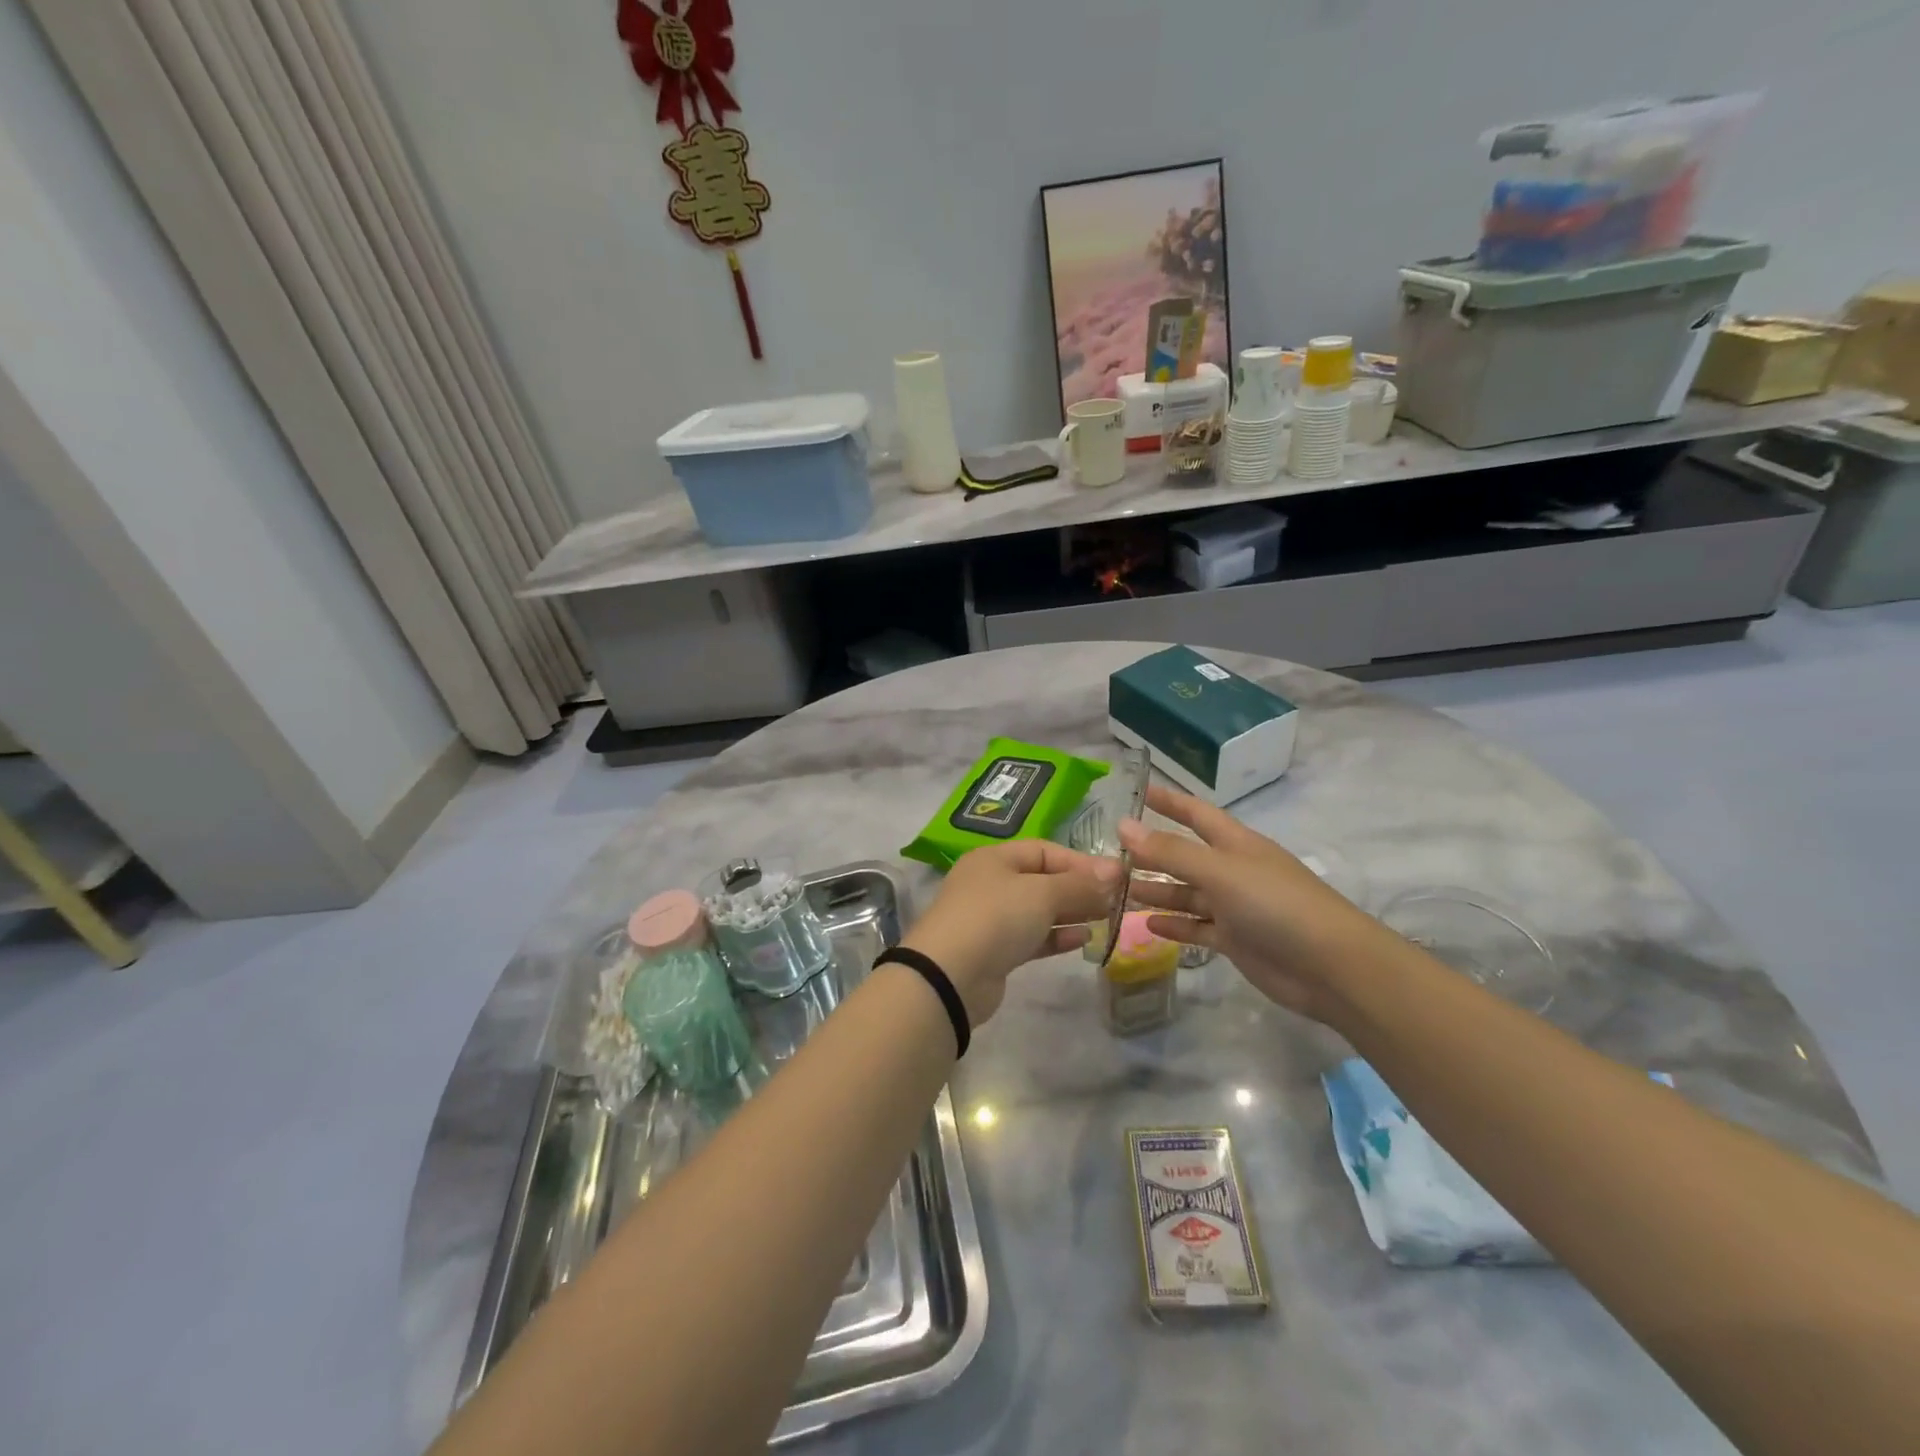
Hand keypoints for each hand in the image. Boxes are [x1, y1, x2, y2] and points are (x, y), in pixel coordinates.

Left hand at [900, 840, 1119, 1024]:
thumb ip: (1079, 884)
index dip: (1080, 861)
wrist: (949, 976)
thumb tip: (1114, 871)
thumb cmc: (995, 918)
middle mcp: (991, 883)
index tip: (1116, 877)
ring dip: (1071, 913)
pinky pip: (1032, 937)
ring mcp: (991, 919)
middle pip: (1042, 880)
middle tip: (1117, 900)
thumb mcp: (1042, 893)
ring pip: (1039, 910)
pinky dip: (1057, 936)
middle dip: (1079, 888)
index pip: (1044, 851)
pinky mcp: (996, 951)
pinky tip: (1083, 939)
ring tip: (1106, 918)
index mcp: (994, 858)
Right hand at [1119, 784, 1381, 1024]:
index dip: (1169, 801)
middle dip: (1152, 853)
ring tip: (1118, 890)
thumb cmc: (1275, 905)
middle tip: (1109, 854)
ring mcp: (1235, 907)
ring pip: (1187, 893)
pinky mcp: (1236, 940)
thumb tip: (1123, 824)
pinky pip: (1197, 928)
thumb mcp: (1219, 871)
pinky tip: (1146, 924)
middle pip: (1185, 856)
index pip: (1196, 813)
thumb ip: (1170, 851)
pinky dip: (1174, 925)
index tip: (1138, 791)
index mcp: (1235, 844)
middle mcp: (1233, 871)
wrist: (1330, 967)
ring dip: (1156, 891)